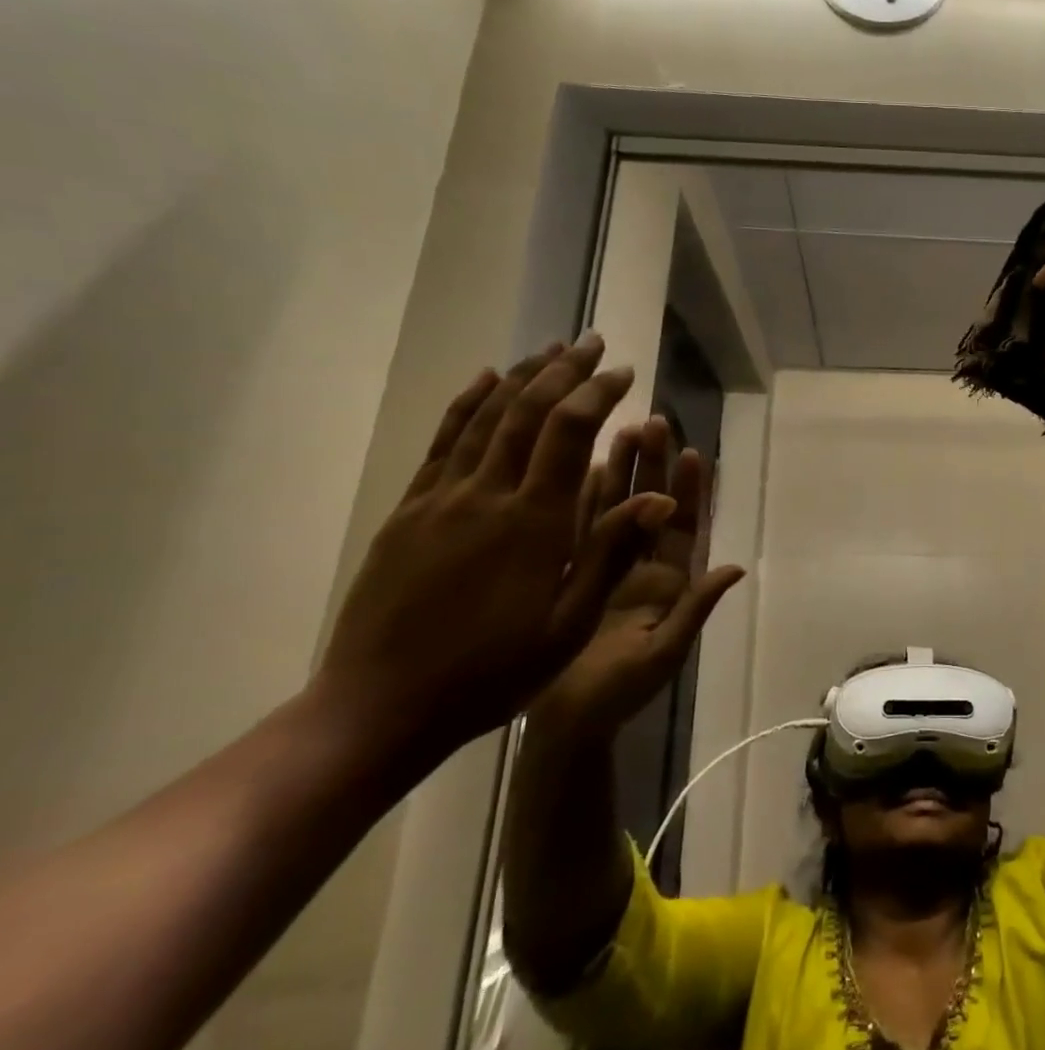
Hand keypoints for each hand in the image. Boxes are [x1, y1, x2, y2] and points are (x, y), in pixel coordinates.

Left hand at [309, 336, 665, 764]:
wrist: (379, 707)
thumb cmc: (492, 672)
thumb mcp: (568, 623)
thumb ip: (610, 552)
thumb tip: (659, 498)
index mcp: (533, 521)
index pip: (569, 433)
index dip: (598, 395)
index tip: (624, 372)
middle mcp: (486, 494)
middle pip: (527, 412)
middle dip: (564, 371)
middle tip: (593, 342)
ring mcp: (440, 499)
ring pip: (484, 418)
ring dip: (521, 377)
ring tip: (548, 350)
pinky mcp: (409, 511)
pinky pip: (441, 443)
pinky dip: (466, 405)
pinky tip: (484, 382)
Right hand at [533, 415, 745, 738]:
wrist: (564, 725)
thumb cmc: (618, 694)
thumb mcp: (663, 654)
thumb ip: (696, 609)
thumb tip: (734, 567)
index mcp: (667, 585)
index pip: (683, 527)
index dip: (690, 490)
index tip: (692, 452)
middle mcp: (640, 568)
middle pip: (651, 506)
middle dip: (653, 467)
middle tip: (652, 423)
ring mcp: (605, 569)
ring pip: (615, 509)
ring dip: (619, 472)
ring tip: (618, 431)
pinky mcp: (572, 575)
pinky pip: (578, 529)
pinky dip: (580, 498)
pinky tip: (578, 466)